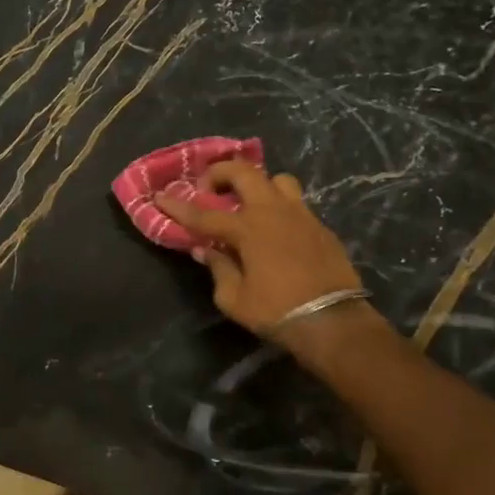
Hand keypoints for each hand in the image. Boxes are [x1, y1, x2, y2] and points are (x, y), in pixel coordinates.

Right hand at [155, 162, 369, 338]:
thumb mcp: (233, 298)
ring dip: (258, 185)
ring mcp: (301, 215)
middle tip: (209, 190)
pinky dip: (278, 208)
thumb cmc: (276, 311)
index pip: (203, 214)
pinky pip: (295, 204)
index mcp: (248, 228)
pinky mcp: (320, 227)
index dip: (178, 207)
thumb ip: (218, 268)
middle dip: (220, 173)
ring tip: (248, 204)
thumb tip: (206, 250)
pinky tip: (273, 230)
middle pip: (245, 172)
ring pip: (277, 180)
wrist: (333, 321)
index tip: (160, 197)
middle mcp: (273, 212)